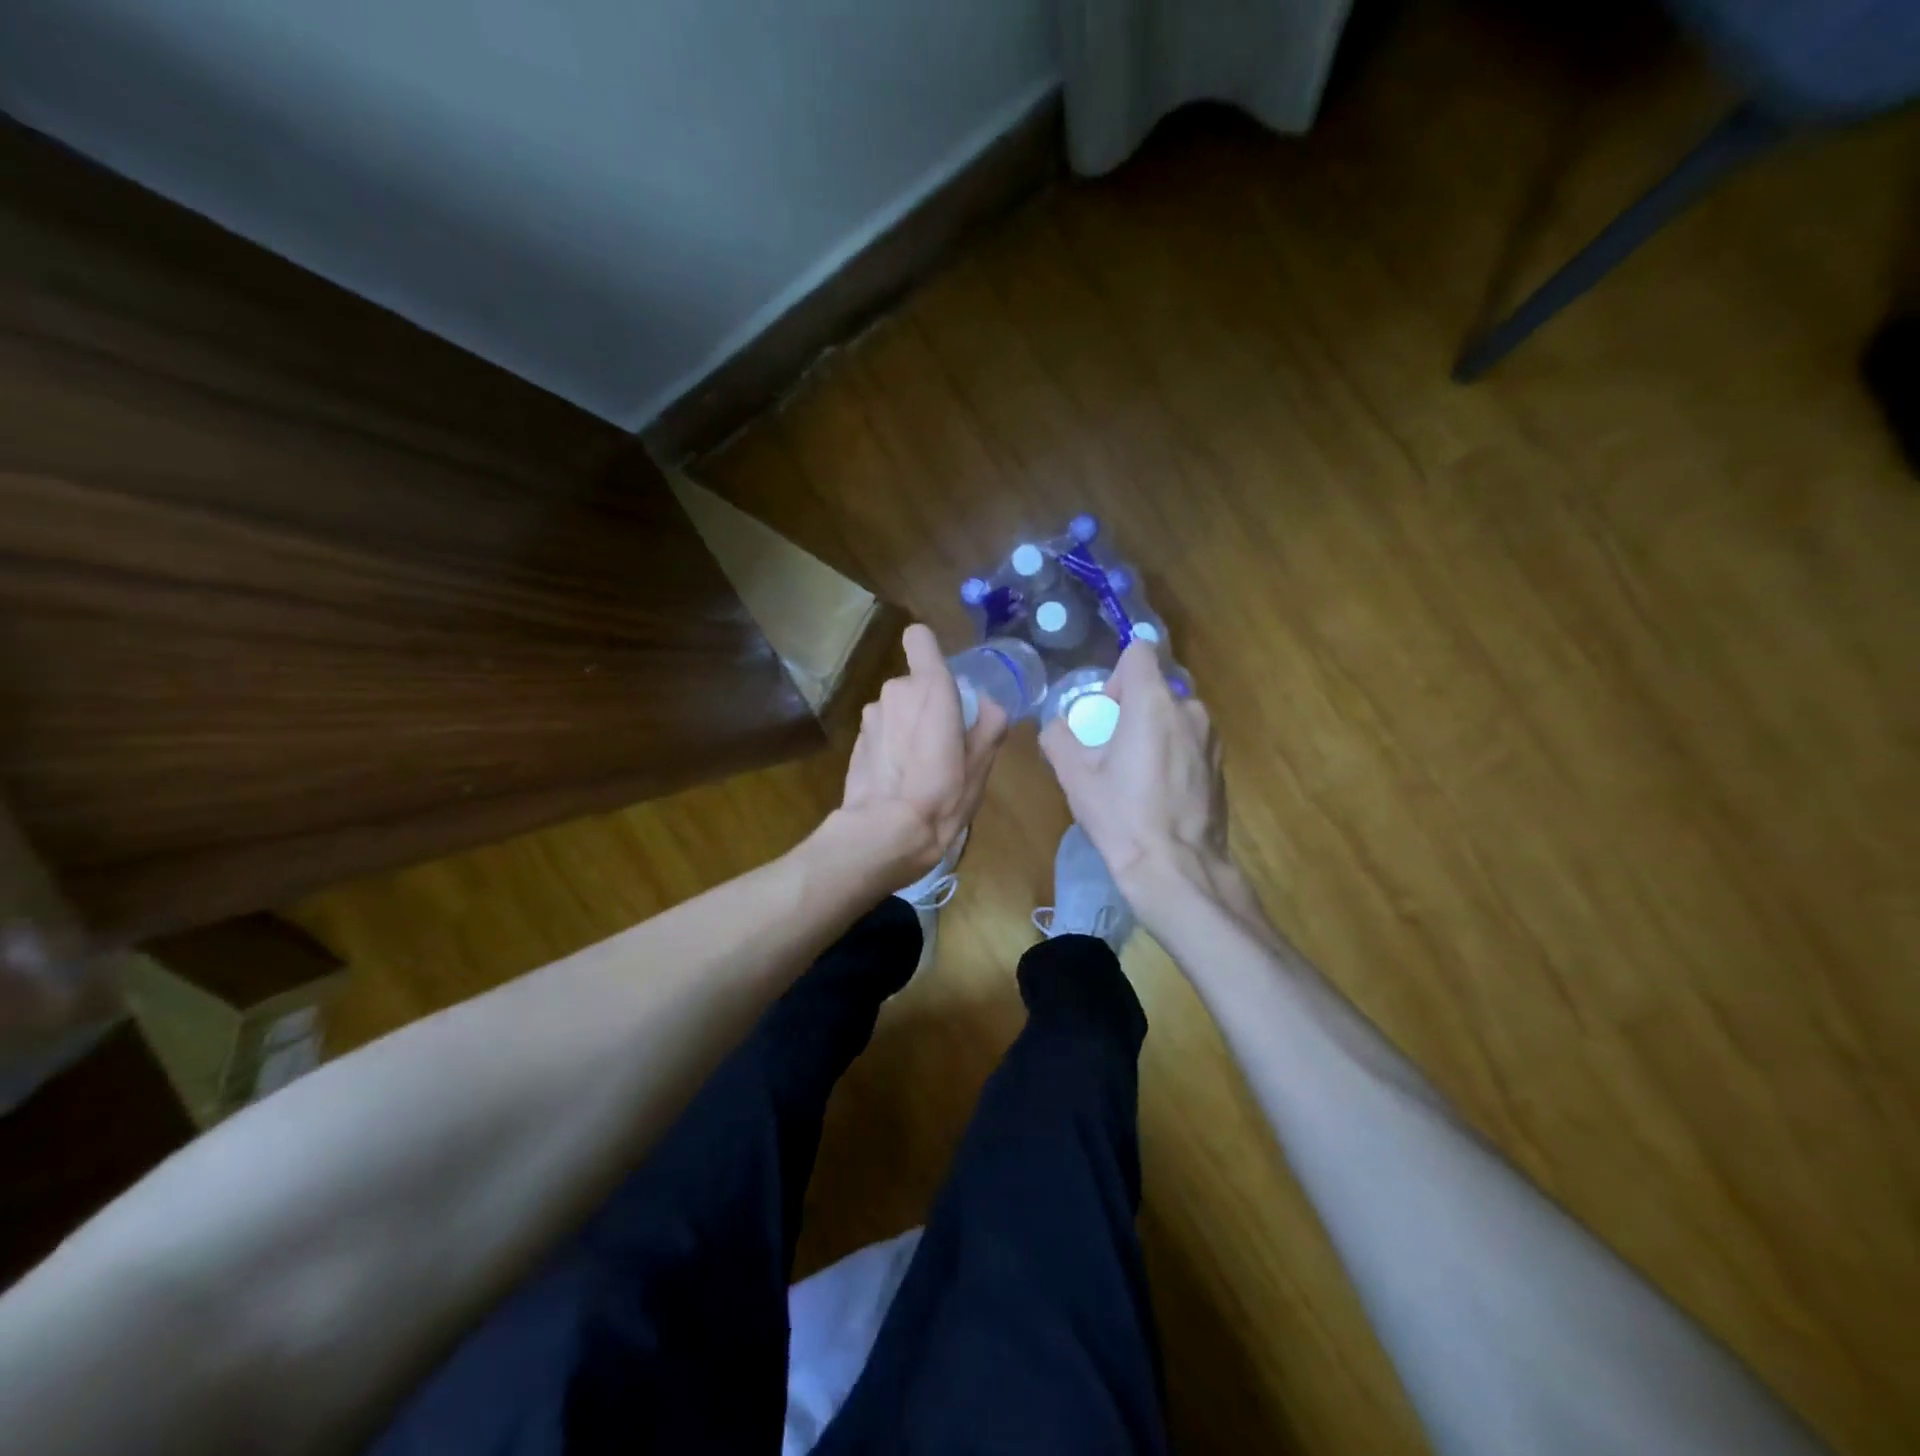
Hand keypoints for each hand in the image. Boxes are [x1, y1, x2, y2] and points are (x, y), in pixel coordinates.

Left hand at [838, 624, 1008, 875]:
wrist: (885, 831)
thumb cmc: (942, 794)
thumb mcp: (981, 762)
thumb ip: (990, 723)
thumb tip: (988, 704)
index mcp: (930, 687)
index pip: (919, 638)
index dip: (930, 651)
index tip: (944, 679)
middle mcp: (895, 691)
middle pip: (914, 683)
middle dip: (927, 704)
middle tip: (945, 742)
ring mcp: (871, 716)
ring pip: (896, 709)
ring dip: (907, 726)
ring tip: (921, 765)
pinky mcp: (856, 741)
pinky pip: (882, 731)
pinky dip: (891, 745)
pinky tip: (899, 778)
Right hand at [1041, 641, 1230, 912]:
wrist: (1177, 869)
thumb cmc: (1122, 817)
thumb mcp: (1074, 778)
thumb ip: (1058, 738)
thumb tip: (1057, 727)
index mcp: (1153, 703)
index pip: (1139, 652)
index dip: (1116, 675)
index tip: (1105, 711)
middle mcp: (1189, 710)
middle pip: (1156, 687)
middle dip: (1132, 708)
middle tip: (1112, 749)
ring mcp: (1211, 738)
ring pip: (1175, 716)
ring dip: (1154, 732)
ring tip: (1135, 774)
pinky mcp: (1221, 765)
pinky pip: (1191, 742)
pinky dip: (1173, 754)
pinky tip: (1159, 793)